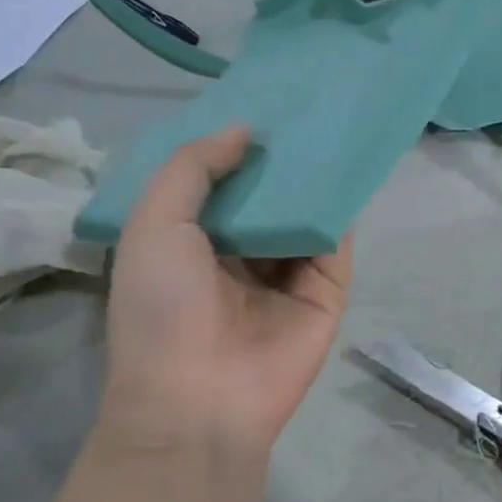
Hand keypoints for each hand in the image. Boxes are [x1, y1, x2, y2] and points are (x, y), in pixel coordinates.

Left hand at [97, 126, 352, 464]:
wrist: (201, 398)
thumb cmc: (162, 309)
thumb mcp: (153, 225)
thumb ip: (192, 169)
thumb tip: (243, 130)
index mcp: (190, 244)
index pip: (217, 185)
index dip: (230, 147)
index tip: (252, 102)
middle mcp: (239, 257)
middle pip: (266, 198)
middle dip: (277, 159)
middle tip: (299, 105)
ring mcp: (285, 277)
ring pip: (303, 217)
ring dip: (313, 180)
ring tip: (329, 124)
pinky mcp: (325, 294)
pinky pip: (335, 245)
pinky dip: (340, 213)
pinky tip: (347, 171)